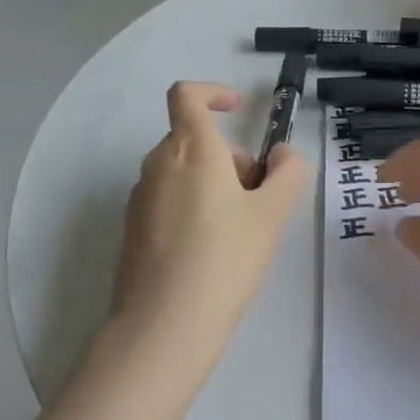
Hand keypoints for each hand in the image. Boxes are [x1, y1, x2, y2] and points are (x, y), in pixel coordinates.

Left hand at [109, 81, 311, 353]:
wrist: (163, 327)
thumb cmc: (224, 260)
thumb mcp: (271, 215)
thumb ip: (287, 174)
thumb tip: (284, 155)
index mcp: (191, 150)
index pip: (186, 95)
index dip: (212, 92)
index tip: (237, 111)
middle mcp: (158, 165)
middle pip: (193, 139)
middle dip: (230, 157)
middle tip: (259, 197)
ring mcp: (140, 198)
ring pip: (182, 172)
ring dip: (213, 183)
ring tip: (240, 230)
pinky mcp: (133, 230)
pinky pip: (168, 200)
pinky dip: (193, 206)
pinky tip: (211, 252)